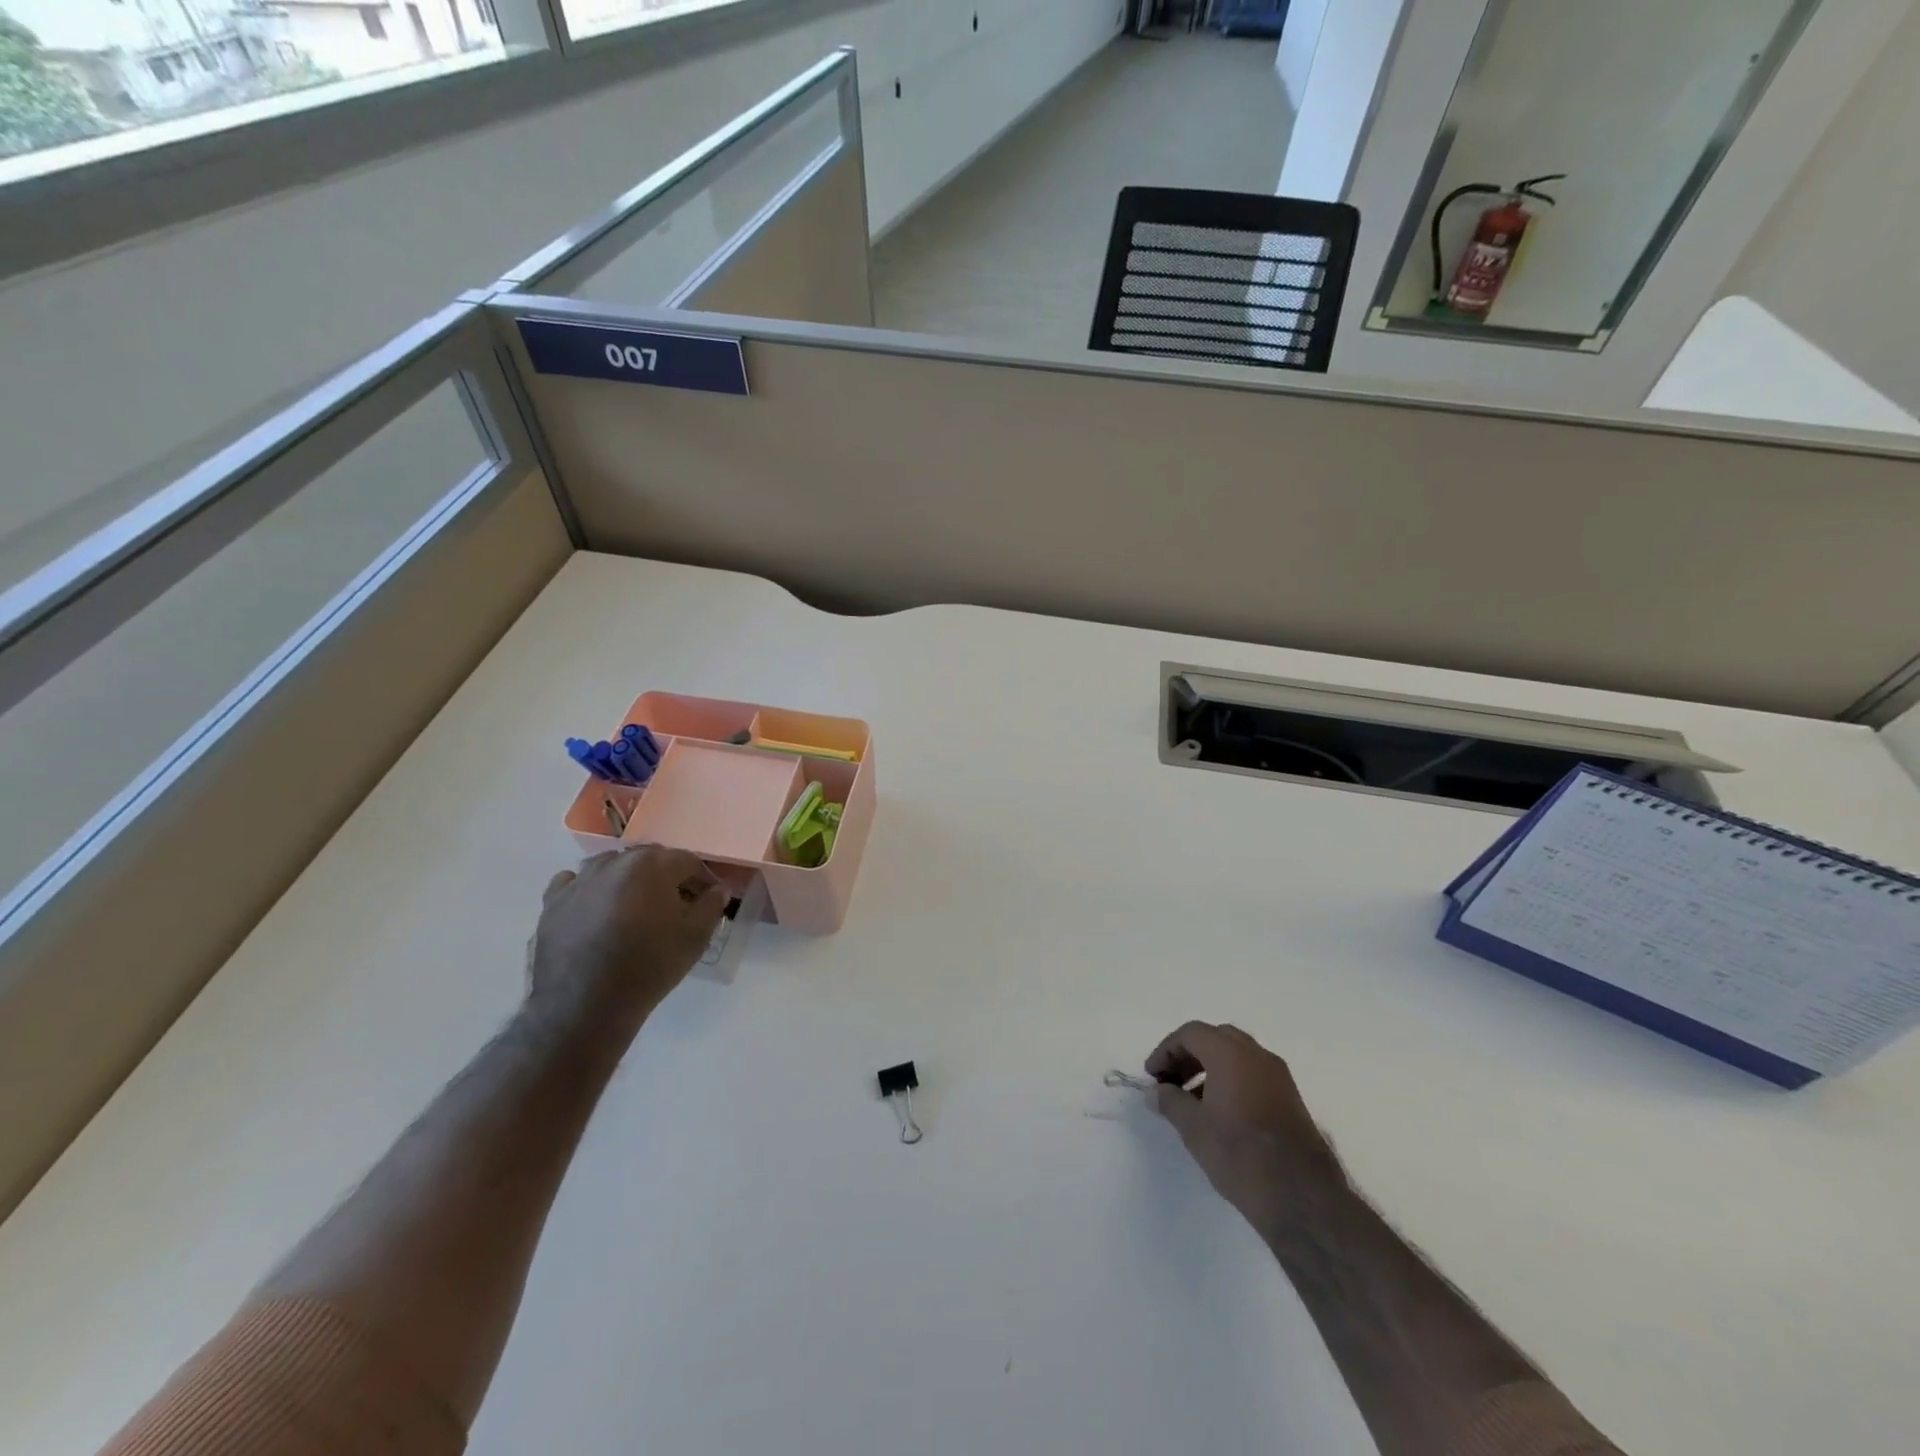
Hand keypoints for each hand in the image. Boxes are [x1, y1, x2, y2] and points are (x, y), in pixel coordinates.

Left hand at [530, 845, 725, 1021]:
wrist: (585, 1005)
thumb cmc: (649, 967)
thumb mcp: (695, 938)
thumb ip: (712, 906)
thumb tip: (717, 889)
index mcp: (652, 865)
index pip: (687, 861)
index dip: (701, 879)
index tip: (706, 899)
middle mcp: (614, 862)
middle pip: (649, 859)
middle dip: (665, 876)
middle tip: (673, 905)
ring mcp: (580, 880)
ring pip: (611, 866)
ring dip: (627, 880)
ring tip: (633, 909)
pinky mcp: (552, 902)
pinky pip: (574, 883)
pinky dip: (588, 890)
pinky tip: (595, 910)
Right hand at [1146, 1022, 1344, 1232]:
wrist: (1301, 1197)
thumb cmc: (1239, 1154)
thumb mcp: (1193, 1128)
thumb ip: (1170, 1101)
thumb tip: (1157, 1091)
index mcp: (1230, 1053)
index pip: (1190, 1033)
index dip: (1166, 1050)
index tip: (1152, 1077)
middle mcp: (1257, 1055)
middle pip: (1215, 1038)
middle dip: (1188, 1055)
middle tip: (1171, 1082)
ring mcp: (1278, 1076)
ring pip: (1236, 1055)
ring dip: (1210, 1068)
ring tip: (1192, 1101)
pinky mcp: (1291, 1098)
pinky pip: (1253, 1074)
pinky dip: (1231, 1080)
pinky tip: (1220, 1113)